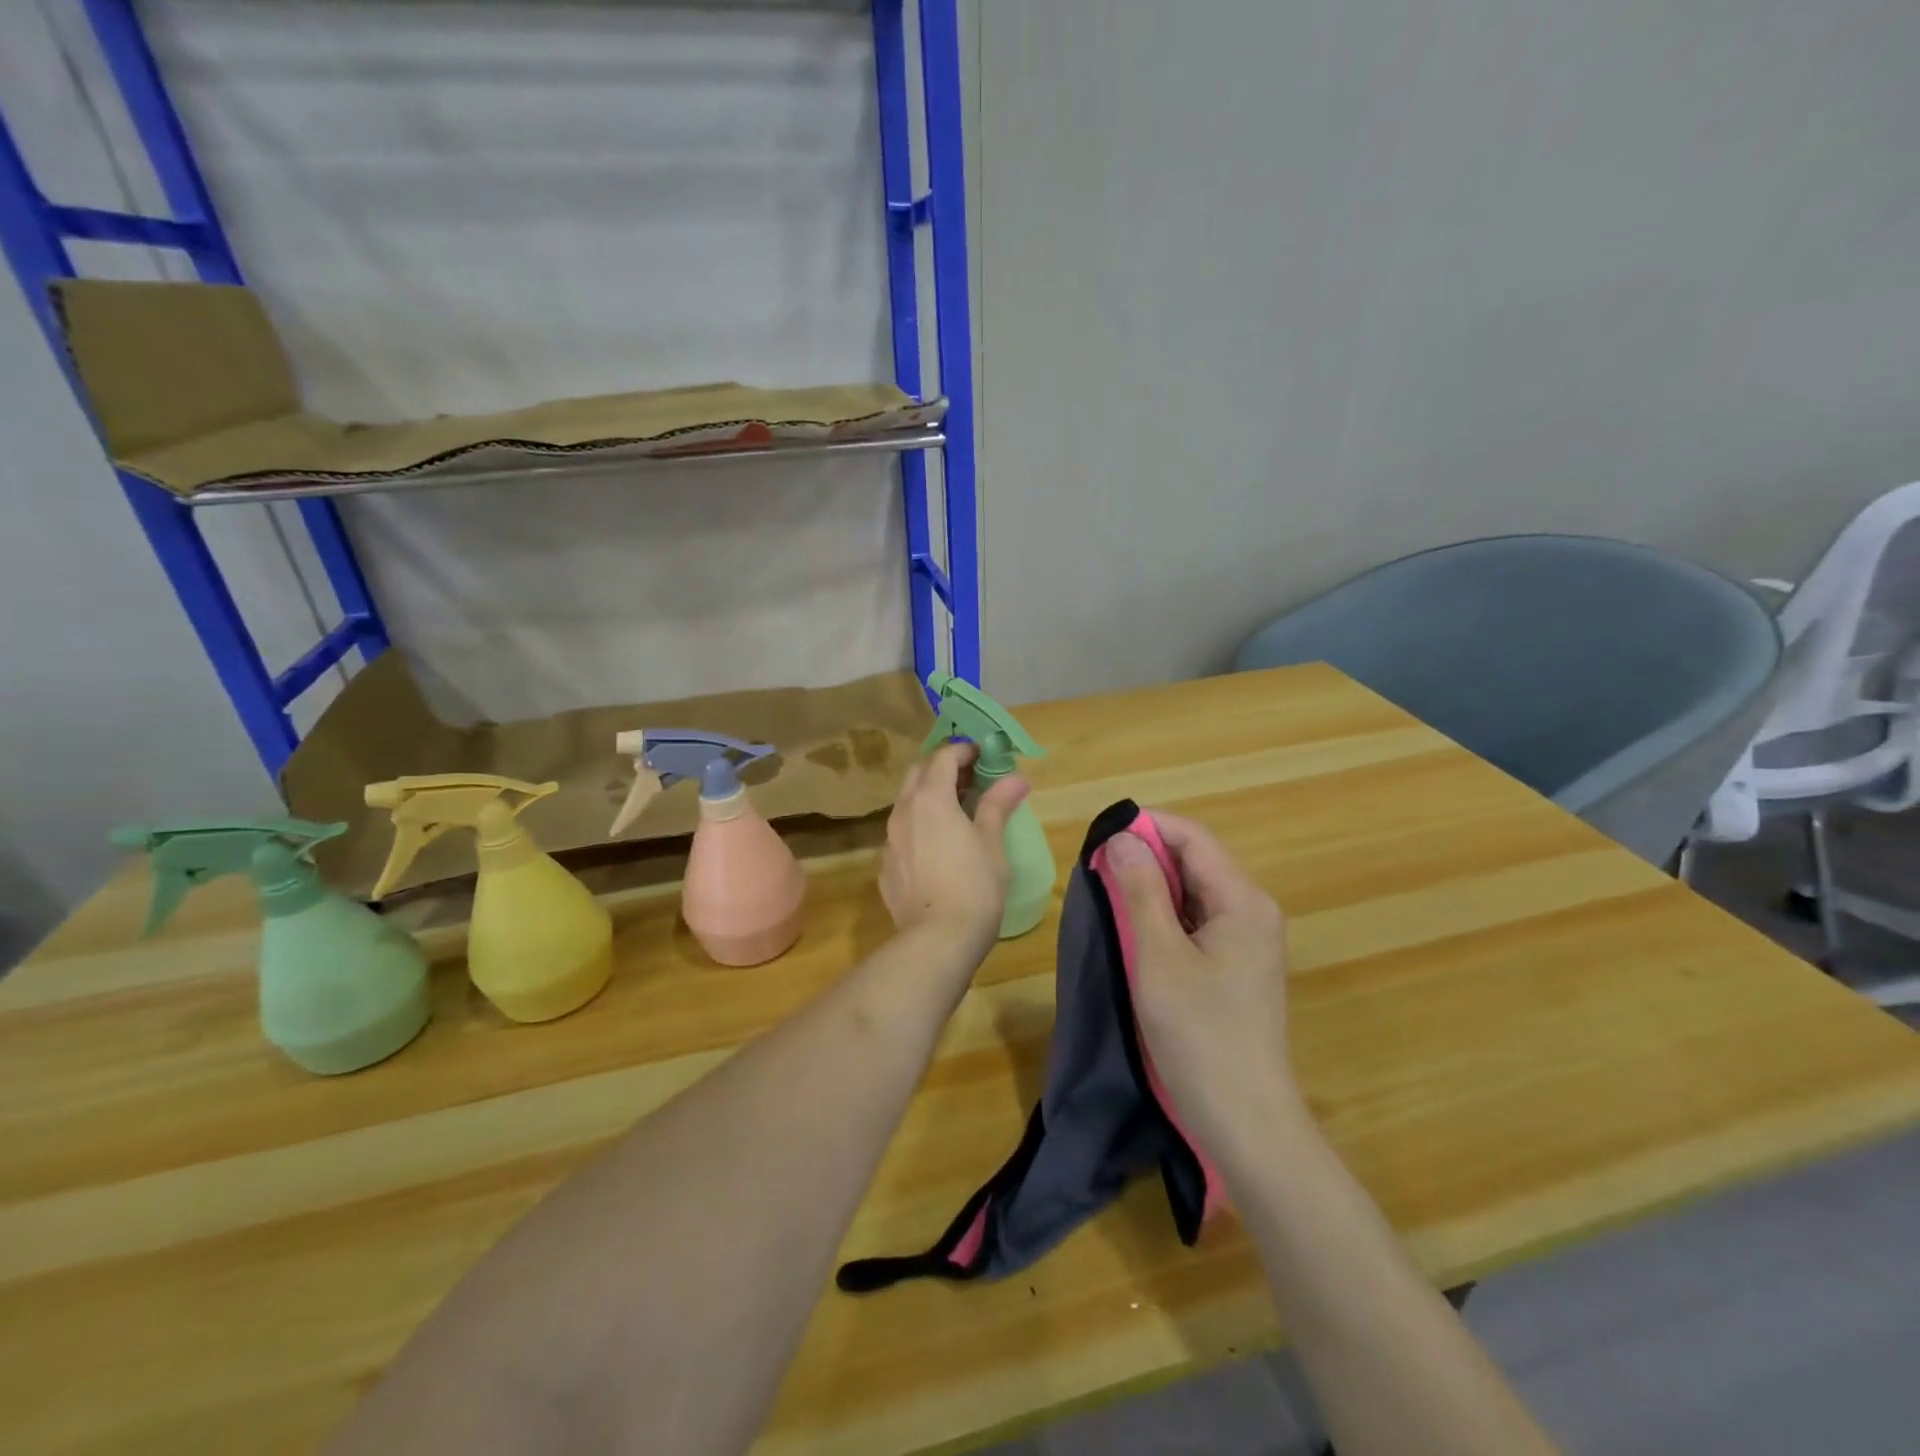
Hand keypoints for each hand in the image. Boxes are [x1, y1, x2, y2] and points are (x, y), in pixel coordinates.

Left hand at [880, 744, 1030, 957]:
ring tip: (955, 811)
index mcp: (931, 799)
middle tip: (969, 778)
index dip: (963, 750)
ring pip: (905, 804)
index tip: (982, 754)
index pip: (942, 758)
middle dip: (941, 768)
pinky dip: (919, 827)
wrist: (937, 941)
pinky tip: (937, 847)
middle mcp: (903, 812)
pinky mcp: (886, 867)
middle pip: (917, 774)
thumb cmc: (974, 887)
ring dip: (928, 797)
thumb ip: (998, 805)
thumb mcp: (992, 843)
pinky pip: (901, 834)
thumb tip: (1016, 777)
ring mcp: (889, 841)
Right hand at [1104, 813, 1299, 1153]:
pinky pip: (1197, 921)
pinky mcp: (1236, 965)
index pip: (1193, 838)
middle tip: (1096, 869)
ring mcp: (1248, 940)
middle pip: (1196, 861)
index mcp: (1243, 901)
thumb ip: (1140, 891)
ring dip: (1152, 887)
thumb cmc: (1199, 1035)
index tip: (1099, 837)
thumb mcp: (1158, 957)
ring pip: (1194, 891)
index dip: (1147, 827)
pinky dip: (1164, 915)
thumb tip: (1122, 837)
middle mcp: (1252, 910)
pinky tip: (1134, 930)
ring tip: (1108, 895)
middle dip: (1146, 856)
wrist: (1245, 1121)